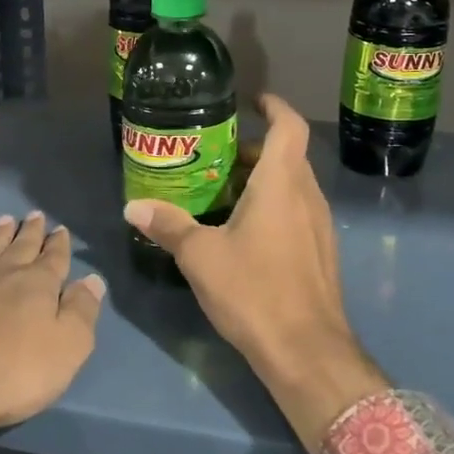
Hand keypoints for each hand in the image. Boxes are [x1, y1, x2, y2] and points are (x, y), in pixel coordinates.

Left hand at [0, 212, 104, 444]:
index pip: (53, 259)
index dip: (59, 244)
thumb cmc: (12, 375)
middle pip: (20, 247)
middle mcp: (2, 274)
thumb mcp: (67, 349)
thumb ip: (81, 311)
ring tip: (4, 219)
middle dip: (30, 232)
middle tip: (35, 215)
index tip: (60, 229)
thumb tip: (93, 279)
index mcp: (37, 286)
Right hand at [123, 94, 386, 451]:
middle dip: (254, 149)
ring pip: (292, 185)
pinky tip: (243, 232)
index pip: (288, 127)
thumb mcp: (201, 257)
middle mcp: (306, 196)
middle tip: (216, 155)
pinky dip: (273, 206)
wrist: (308, 352)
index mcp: (282, 184)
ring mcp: (319, 226)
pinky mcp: (321, 252)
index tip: (251, 101)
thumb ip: (168, 225)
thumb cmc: (255, 292)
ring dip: (263, 179)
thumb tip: (133, 206)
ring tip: (222, 192)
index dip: (273, 106)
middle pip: (287, 155)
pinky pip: (297, 211)